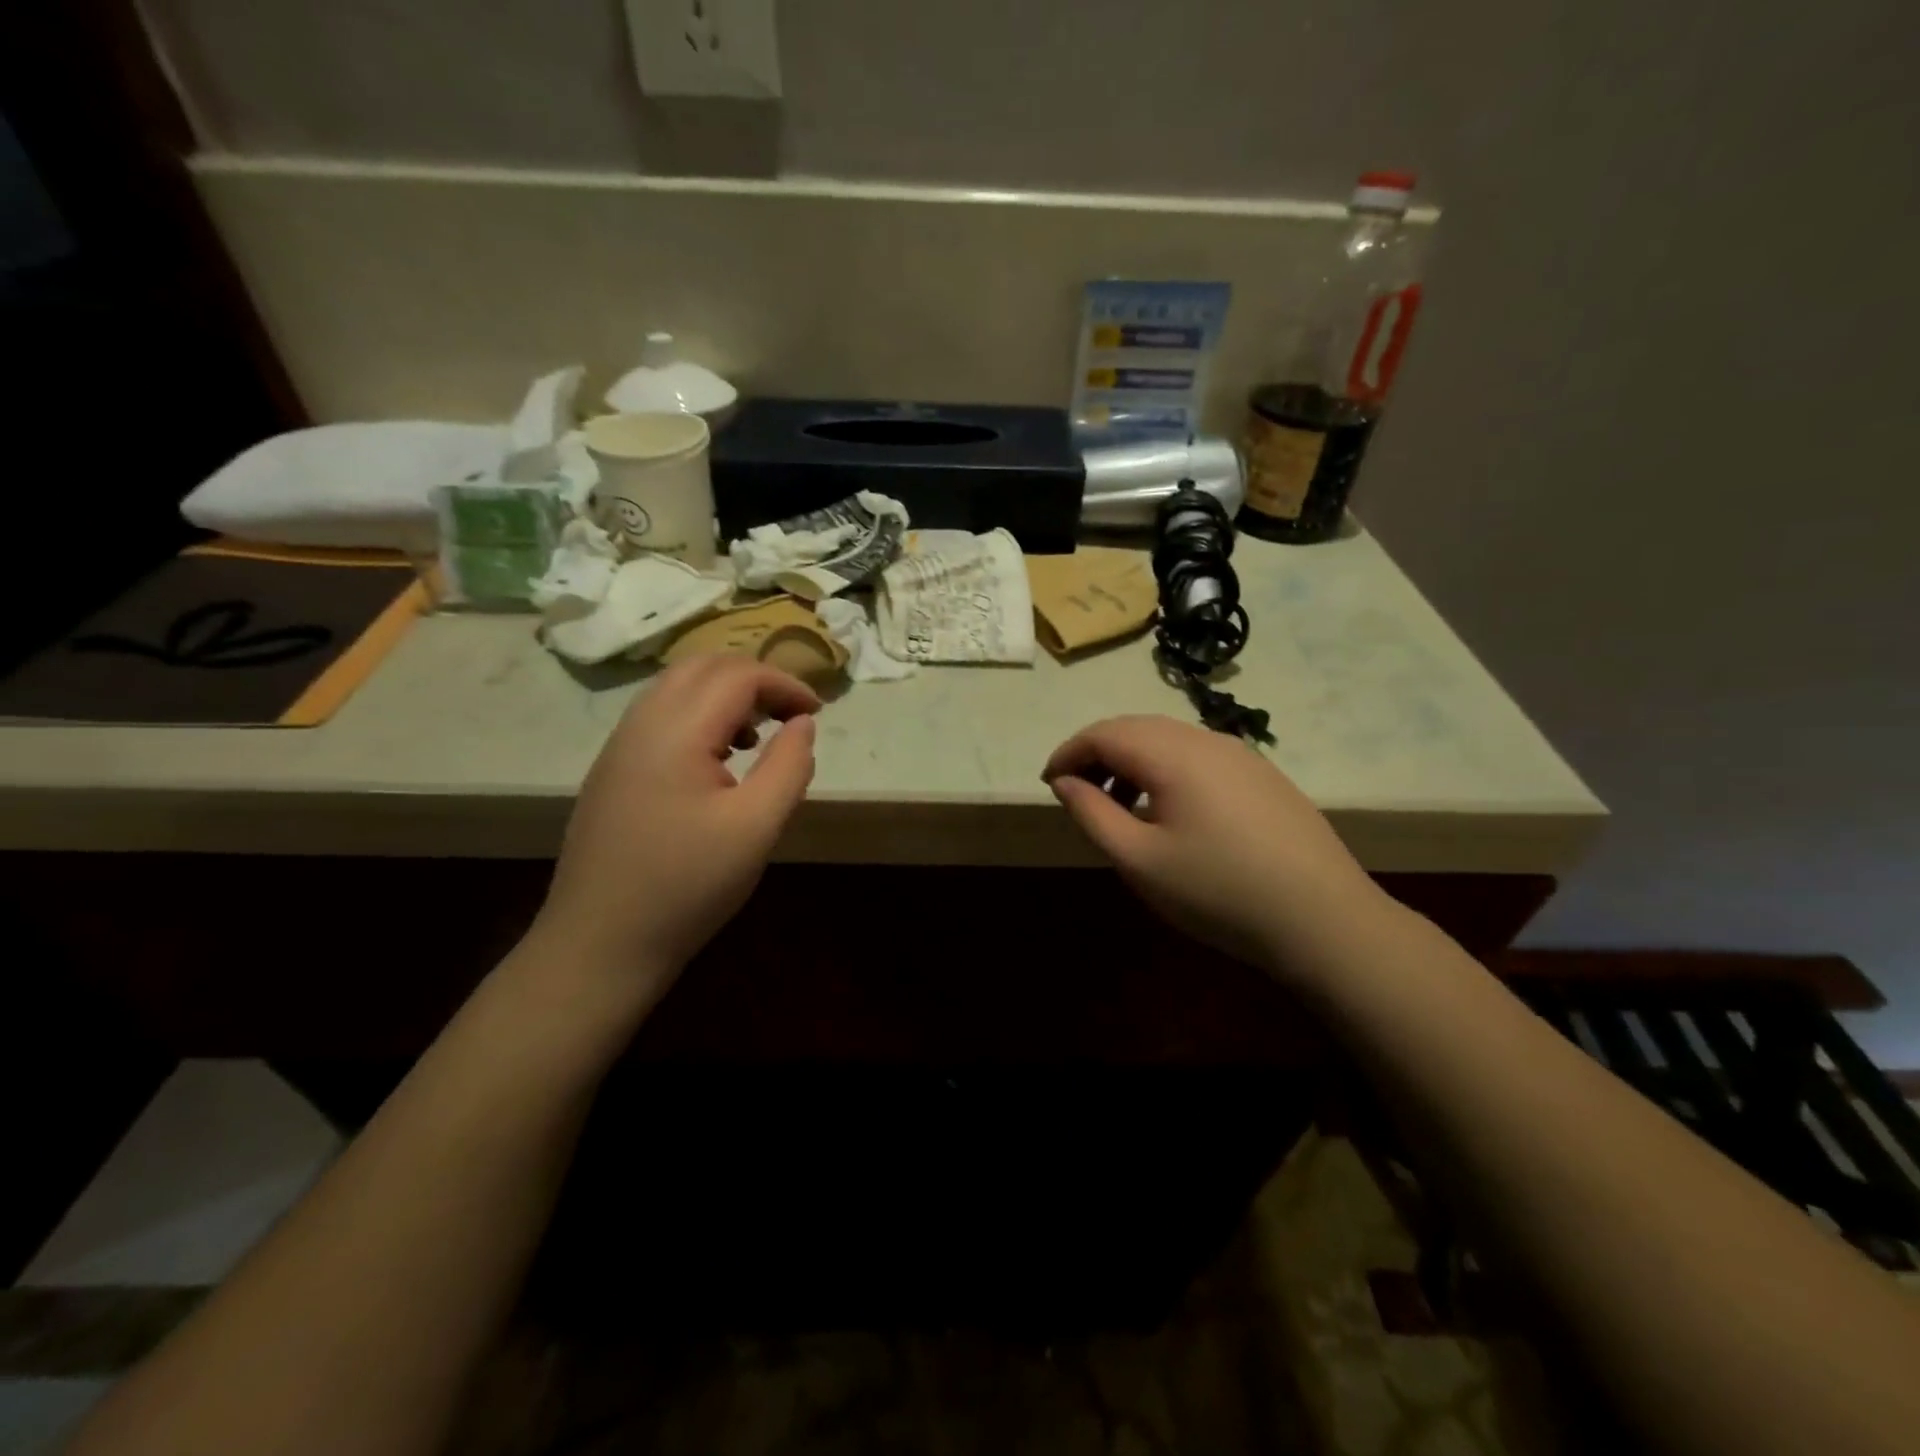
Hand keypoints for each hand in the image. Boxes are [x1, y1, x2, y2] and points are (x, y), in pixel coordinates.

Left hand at [534, 655, 819, 982]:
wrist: (600, 943)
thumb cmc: (687, 886)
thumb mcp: (756, 828)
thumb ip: (788, 767)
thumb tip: (803, 724)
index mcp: (675, 731)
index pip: (738, 675)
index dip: (785, 684)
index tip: (817, 714)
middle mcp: (641, 724)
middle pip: (703, 667)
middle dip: (755, 678)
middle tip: (791, 715)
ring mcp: (619, 746)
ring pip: (677, 687)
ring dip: (726, 694)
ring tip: (759, 734)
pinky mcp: (613, 771)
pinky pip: (660, 716)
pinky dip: (700, 715)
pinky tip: (719, 761)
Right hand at [1043, 715, 1390, 976]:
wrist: (1324, 919)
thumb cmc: (1218, 892)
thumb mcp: (1140, 861)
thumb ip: (1093, 814)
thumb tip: (1065, 782)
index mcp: (1172, 754)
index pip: (1103, 733)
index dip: (1068, 753)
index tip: (1048, 784)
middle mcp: (1206, 739)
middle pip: (1136, 728)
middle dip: (1097, 753)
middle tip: (1077, 793)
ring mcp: (1241, 755)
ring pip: (1169, 740)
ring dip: (1132, 761)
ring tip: (1119, 805)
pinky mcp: (1263, 775)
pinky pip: (1198, 756)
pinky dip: (1166, 770)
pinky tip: (1169, 810)